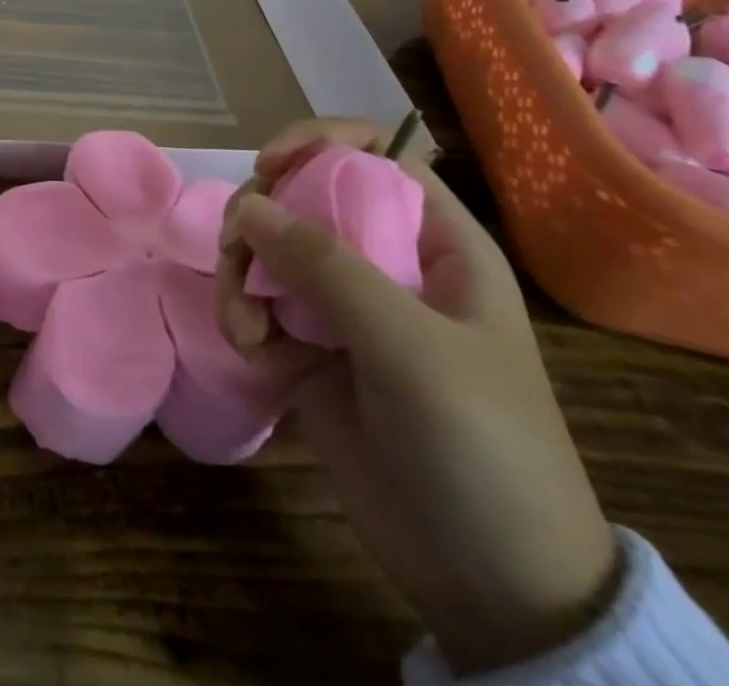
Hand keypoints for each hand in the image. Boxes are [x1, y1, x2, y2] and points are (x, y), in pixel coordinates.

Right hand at [216, 118, 620, 673]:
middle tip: (236, 254)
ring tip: (244, 328)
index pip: (373, 155)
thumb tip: (246, 204)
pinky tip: (252, 355)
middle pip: (300, 197)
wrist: (492, 585)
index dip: (317, 142)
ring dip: (240, 276)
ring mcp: (342, 307)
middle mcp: (383, 262)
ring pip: (266, 249)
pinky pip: (257, 304)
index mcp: (434, 243)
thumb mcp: (413, 349)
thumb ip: (327, 268)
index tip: (268, 165)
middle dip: (258, 219)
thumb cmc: (481, 448)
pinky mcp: (308, 348)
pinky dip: (242, 319)